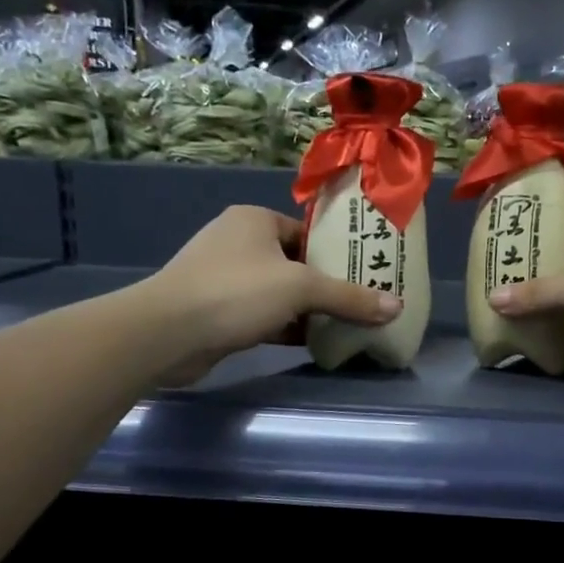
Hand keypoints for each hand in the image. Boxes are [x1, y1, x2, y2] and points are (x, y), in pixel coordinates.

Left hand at [145, 206, 400, 383]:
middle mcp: (237, 241)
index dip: (335, 254)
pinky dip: (283, 326)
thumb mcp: (301, 289)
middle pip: (294, 263)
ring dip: (304, 309)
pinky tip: (309, 342)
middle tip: (358, 303)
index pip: (306, 233)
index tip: (362, 275)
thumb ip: (349, 297)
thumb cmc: (236, 292)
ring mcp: (222, 277)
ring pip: (277, 291)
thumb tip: (398, 306)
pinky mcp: (215, 309)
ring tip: (340, 325)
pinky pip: (260, 313)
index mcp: (255, 220)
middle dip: (323, 286)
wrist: (166, 333)